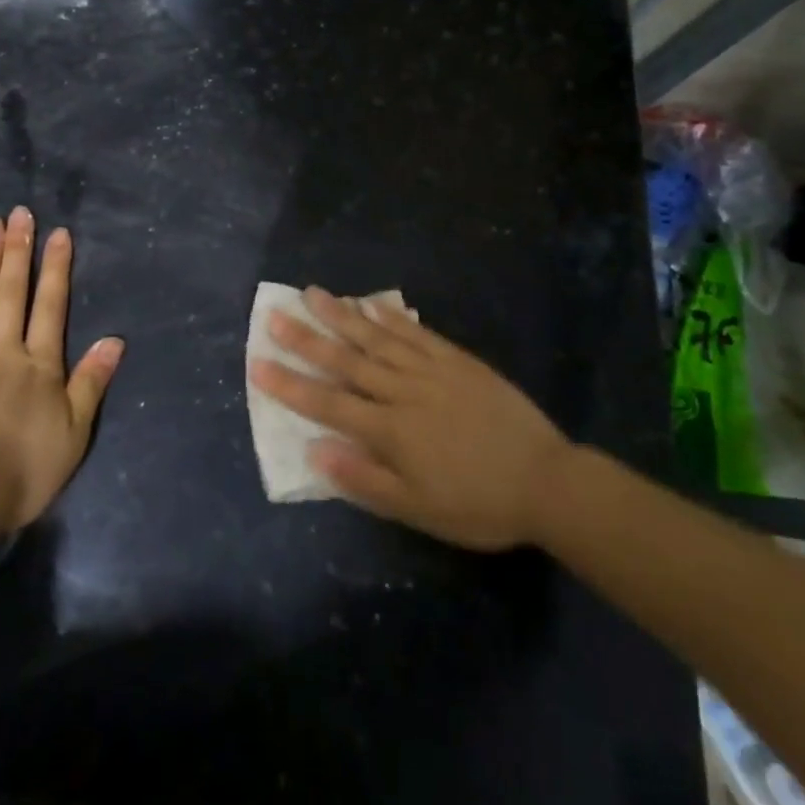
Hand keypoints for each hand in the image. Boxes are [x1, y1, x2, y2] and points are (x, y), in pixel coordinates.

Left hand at [0, 206, 123, 528]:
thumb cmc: (23, 469)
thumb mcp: (74, 432)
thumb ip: (91, 382)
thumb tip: (115, 339)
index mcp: (40, 366)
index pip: (51, 306)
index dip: (56, 268)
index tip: (57, 233)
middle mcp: (4, 352)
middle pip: (12, 293)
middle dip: (18, 251)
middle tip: (19, 213)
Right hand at [250, 288, 569, 550]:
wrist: (546, 481)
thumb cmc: (478, 504)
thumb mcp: (419, 510)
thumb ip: (365, 480)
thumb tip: (316, 451)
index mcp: (390, 431)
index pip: (328, 404)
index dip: (290, 384)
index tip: (258, 362)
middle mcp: (403, 392)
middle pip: (346, 361)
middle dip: (306, 339)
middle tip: (274, 315)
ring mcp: (431, 371)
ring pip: (376, 339)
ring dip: (342, 316)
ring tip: (312, 294)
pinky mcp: (456, 360)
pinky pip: (416, 333)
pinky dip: (390, 317)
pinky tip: (370, 303)